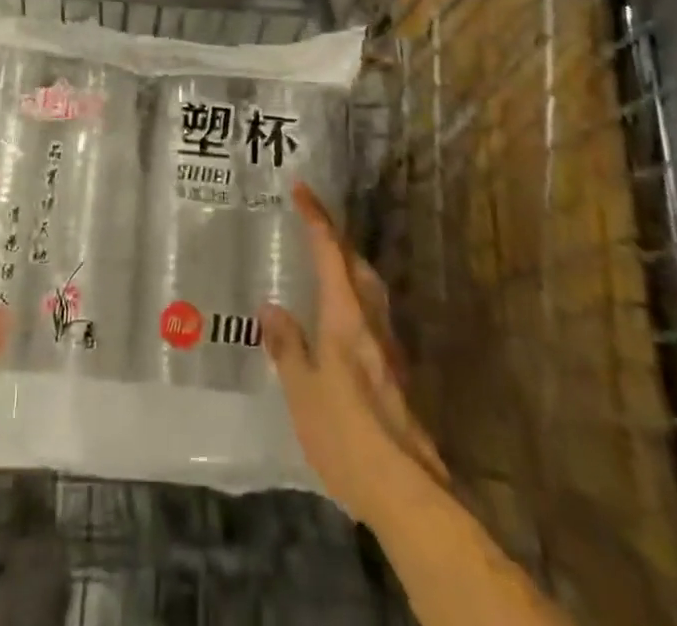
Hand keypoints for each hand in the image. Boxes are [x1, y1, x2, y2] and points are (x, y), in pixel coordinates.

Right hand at [260, 183, 449, 527]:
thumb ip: (287, 345)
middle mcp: (372, 322)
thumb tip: (271, 307)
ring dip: (348, 267)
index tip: (302, 188)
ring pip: (370, 290)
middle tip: (311, 226)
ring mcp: (388, 348)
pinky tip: (339, 322)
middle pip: (357, 265)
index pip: (331, 252)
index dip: (316, 217)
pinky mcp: (394, 372)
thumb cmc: (346, 433)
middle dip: (336, 239)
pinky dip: (353, 299)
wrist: (405, 489)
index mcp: (346, 316)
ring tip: (324, 266)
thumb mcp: (301, 390)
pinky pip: (371, 316)